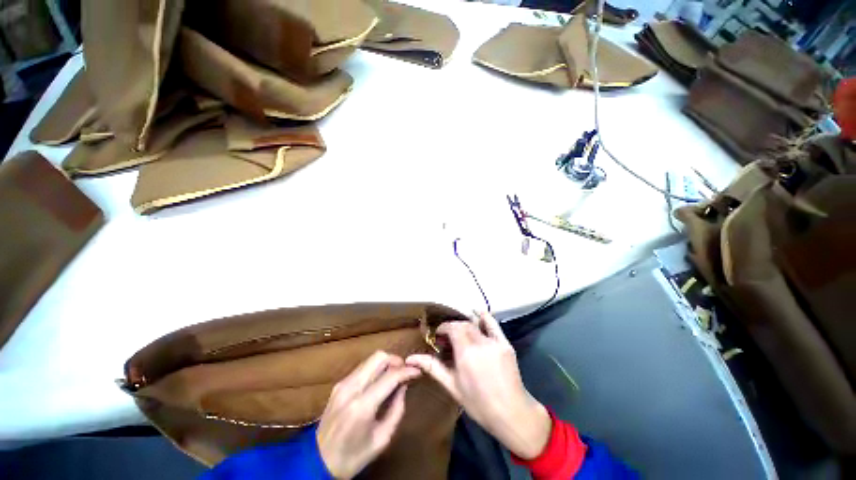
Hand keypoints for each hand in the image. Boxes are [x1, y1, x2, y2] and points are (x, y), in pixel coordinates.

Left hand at [317, 351, 420, 478]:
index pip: (390, 376)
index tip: (417, 371)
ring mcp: (343, 384)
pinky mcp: (338, 384)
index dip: (407, 370)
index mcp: (362, 406)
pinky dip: (375, 368)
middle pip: (379, 357)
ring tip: (394, 374)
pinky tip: (380, 380)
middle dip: (396, 360)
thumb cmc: (353, 456)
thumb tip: (403, 386)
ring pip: (370, 359)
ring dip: (386, 362)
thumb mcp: (382, 439)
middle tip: (405, 371)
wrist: (318, 462)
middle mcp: (351, 388)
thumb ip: (396, 410)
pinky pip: (362, 367)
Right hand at [406, 312, 550, 459]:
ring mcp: (494, 342)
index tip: (438, 336)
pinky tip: (477, 312)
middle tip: (447, 339)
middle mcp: (479, 343)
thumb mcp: (452, 386)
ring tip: (460, 333)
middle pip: (462, 325)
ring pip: (475, 324)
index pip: (452, 328)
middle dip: (452, 328)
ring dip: (465, 324)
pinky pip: (493, 324)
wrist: (511, 413)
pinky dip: (484, 316)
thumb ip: (433, 367)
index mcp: (465, 354)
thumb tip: (410, 358)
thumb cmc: (478, 404)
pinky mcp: (505, 343)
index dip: (443, 329)